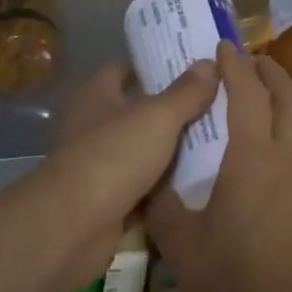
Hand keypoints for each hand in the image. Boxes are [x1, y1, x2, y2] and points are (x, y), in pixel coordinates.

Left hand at [37, 60, 219, 287]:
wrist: (72, 229)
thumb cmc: (112, 158)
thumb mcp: (156, 119)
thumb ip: (185, 93)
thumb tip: (209, 62)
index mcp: (96, 96)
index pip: (123, 70)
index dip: (153, 66)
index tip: (189, 66)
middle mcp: (94, 127)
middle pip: (137, 111)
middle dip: (171, 110)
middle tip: (215, 103)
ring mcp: (100, 166)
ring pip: (144, 151)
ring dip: (172, 150)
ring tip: (218, 140)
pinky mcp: (109, 202)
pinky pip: (145, 188)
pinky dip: (166, 187)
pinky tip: (200, 182)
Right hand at [145, 42, 291, 291]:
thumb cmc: (231, 286)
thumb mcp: (181, 245)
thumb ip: (164, 204)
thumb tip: (152, 178)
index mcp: (254, 159)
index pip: (247, 94)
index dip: (235, 66)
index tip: (224, 45)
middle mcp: (289, 160)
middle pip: (288, 99)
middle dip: (270, 72)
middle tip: (251, 60)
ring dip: (286, 101)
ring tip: (265, 97)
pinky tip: (276, 152)